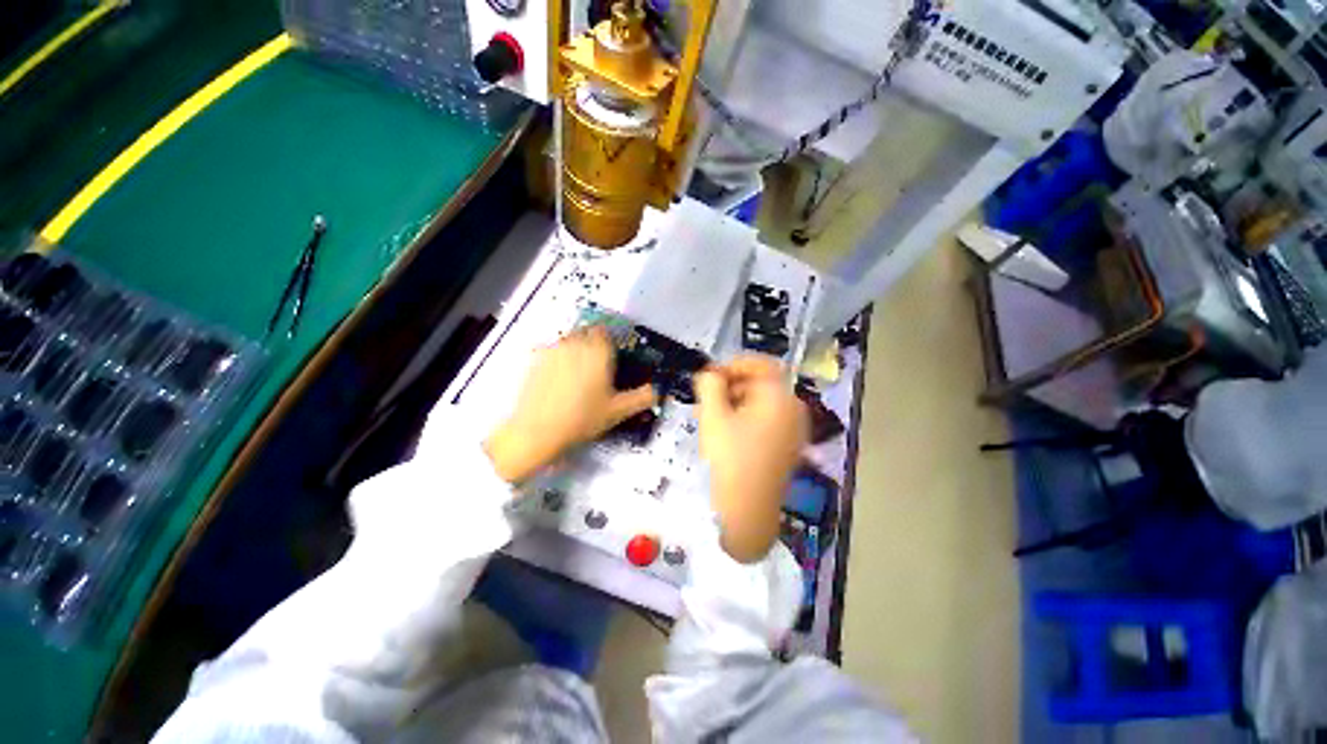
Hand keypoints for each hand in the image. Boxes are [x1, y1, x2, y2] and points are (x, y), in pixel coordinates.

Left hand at [485, 326, 656, 483]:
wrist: (538, 431)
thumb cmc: (582, 419)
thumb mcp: (618, 411)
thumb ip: (642, 397)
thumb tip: (657, 391)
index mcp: (598, 352)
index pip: (606, 331)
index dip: (610, 340)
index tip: (612, 353)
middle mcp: (576, 344)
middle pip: (587, 332)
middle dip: (593, 342)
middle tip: (597, 364)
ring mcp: (553, 350)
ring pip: (569, 339)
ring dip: (576, 347)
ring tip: (578, 371)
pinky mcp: (536, 360)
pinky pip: (552, 349)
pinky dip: (558, 357)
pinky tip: (559, 377)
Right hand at [695, 355, 808, 562]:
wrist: (746, 512)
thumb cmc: (729, 459)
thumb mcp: (713, 416)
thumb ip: (709, 384)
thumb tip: (710, 374)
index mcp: (781, 398)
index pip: (762, 365)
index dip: (734, 363)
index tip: (711, 374)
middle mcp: (794, 410)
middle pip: (761, 384)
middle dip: (730, 385)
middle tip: (705, 396)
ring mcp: (794, 431)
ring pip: (761, 404)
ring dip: (734, 402)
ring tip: (709, 415)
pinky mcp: (788, 448)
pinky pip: (766, 421)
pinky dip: (745, 418)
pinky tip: (724, 431)